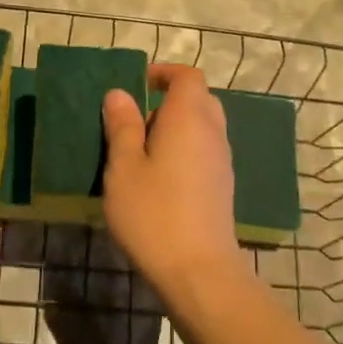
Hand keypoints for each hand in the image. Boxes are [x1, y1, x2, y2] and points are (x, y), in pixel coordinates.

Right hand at [101, 63, 248, 293]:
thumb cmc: (153, 213)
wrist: (198, 270)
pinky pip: (204, 153)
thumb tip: (119, 94)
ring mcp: (222, 162)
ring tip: (141, 154)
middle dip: (168, 102)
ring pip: (202, 129)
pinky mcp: (222, 187)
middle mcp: (213, 133)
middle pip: (198, 101)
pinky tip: (159, 180)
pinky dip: (184, 152)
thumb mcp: (124, 167)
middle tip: (135, 122)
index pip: (187, 77)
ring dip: (175, 130)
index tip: (138, 83)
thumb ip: (122, 127)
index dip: (164, 73)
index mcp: (189, 118)